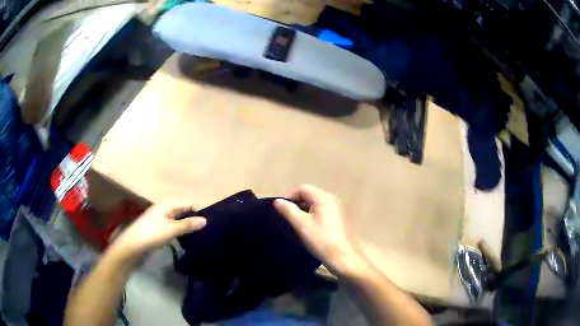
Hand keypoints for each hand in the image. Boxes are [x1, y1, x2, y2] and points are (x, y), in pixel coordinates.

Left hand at [109, 201, 205, 260]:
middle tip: (206, 233)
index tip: (210, 225)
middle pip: (184, 211)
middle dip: (194, 220)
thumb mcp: (172, 229)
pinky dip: (180, 232)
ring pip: (179, 220)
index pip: (189, 203)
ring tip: (199, 238)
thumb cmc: (152, 233)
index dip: (199, 212)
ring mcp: (161, 218)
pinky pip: (174, 227)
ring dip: (187, 227)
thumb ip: (188, 224)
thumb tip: (206, 220)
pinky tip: (186, 241)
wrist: (132, 244)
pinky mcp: (159, 227)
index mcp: (169, 204)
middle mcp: (166, 208)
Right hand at [274, 185, 364, 276]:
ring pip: (315, 203)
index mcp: (323, 197)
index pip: (302, 188)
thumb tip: (278, 201)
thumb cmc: (320, 239)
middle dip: (296, 203)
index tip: (280, 209)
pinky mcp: (338, 218)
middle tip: (286, 216)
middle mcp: (332, 199)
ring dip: (304, 210)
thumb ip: (288, 210)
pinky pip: (322, 211)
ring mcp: (337, 208)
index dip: (289, 196)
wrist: (341, 257)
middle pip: (309, 194)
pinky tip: (308, 228)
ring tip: (295, 223)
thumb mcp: (301, 224)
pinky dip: (312, 215)